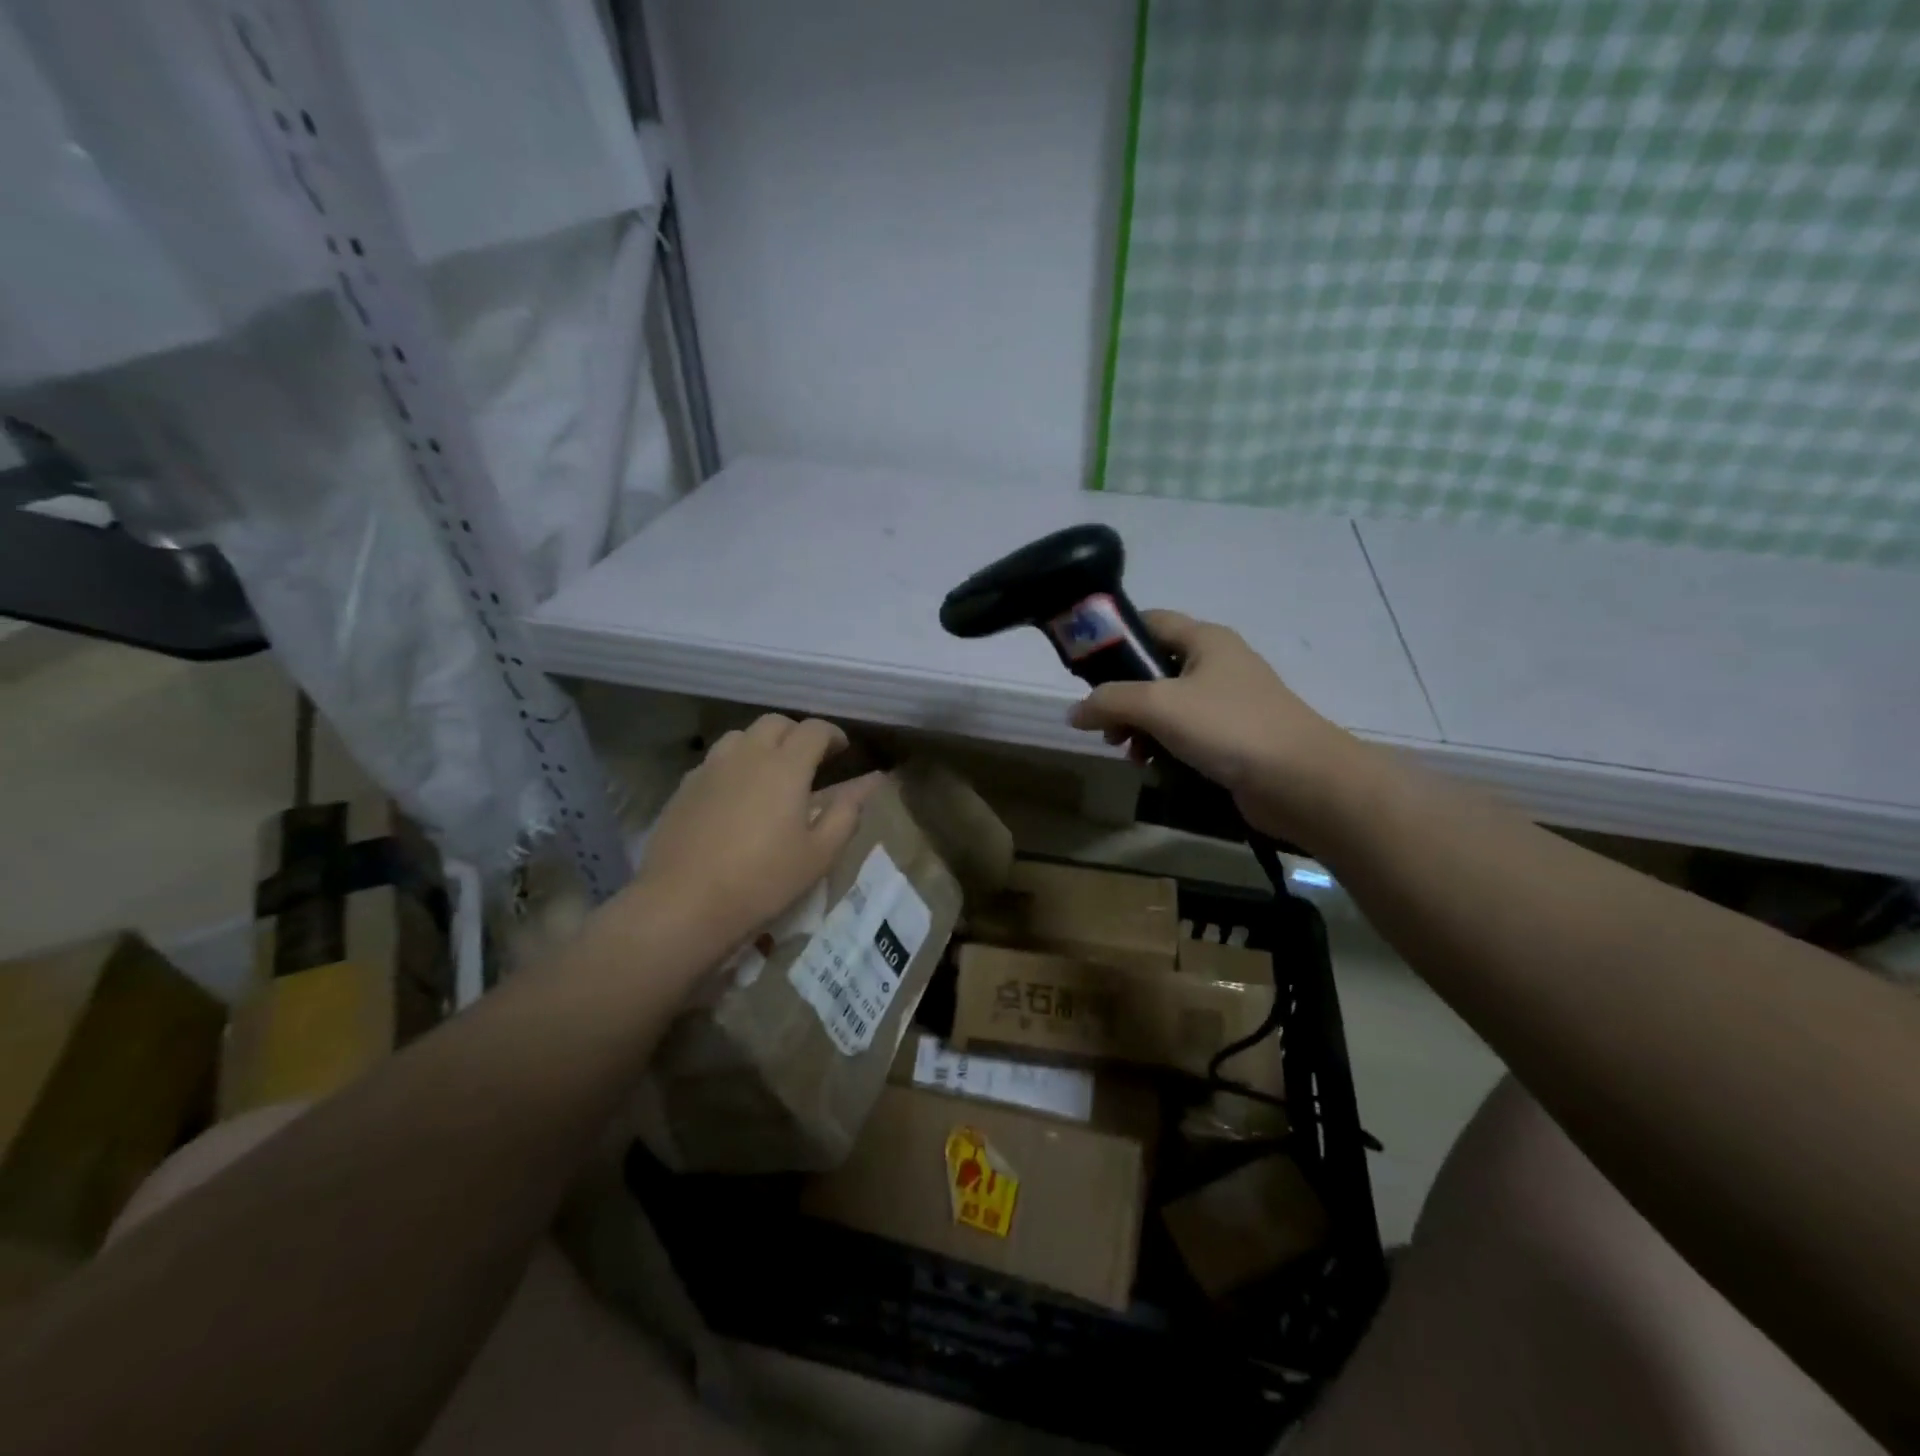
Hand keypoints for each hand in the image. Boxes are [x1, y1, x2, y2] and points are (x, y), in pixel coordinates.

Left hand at [622, 714, 880, 960]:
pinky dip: (734, 765)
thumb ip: (845, 814)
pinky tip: (736, 794)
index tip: (842, 749)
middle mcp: (747, 755)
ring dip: (762, 744)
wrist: (683, 902)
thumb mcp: (819, 854)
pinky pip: (715, 760)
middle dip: (797, 733)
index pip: (814, 730)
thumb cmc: (762, 880)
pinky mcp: (684, 787)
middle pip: (775, 723)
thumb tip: (864, 787)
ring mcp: (711, 768)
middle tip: (809, 758)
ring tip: (770, 771)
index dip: (832, 735)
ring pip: (741, 736)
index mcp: (786, 766)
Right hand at [1067, 610, 1362, 843]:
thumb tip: (1074, 712)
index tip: (1084, 666)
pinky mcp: (1233, 737)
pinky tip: (1153, 766)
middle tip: (1105, 724)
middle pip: (1154, 668)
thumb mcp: (1159, 705)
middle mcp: (1217, 664)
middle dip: (1122, 696)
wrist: (1301, 781)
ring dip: (1140, 726)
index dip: (1115, 637)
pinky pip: (1185, 733)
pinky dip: (1164, 745)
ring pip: (1167, 705)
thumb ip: (1109, 702)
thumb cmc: (1228, 727)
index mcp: (1205, 640)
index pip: (1150, 621)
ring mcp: (1227, 702)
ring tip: (1127, 751)